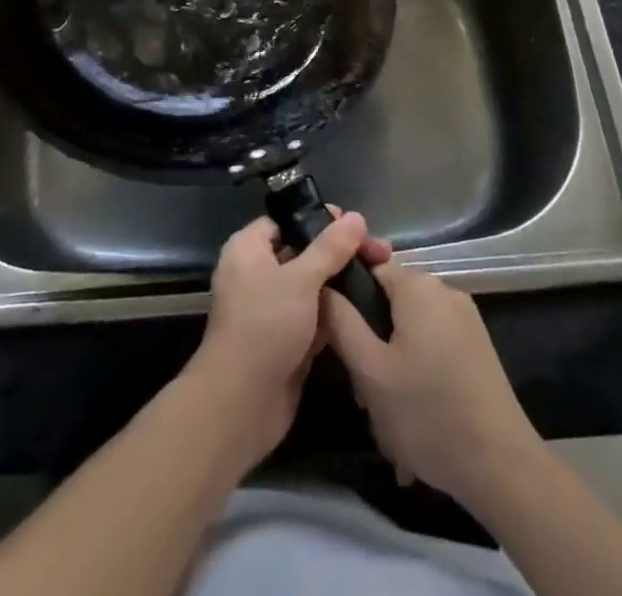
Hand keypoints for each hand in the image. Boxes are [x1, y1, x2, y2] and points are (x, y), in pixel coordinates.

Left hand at [184, 211, 390, 469]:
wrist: (241, 404)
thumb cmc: (265, 326)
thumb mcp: (301, 279)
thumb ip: (330, 248)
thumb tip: (356, 217)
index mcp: (248, 249)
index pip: (285, 221)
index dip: (317, 219)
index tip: (353, 224)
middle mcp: (257, 274)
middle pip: (302, 252)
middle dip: (338, 253)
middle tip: (377, 252)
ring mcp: (272, 309)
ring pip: (311, 287)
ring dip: (340, 284)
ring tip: (380, 276)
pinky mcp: (286, 340)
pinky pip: (314, 317)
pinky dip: (335, 314)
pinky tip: (368, 309)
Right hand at [322, 262, 540, 510]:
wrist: (502, 466)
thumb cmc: (427, 413)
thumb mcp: (370, 371)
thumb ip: (340, 322)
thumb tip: (322, 288)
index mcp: (417, 285)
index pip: (368, 270)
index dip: (348, 302)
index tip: (340, 343)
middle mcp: (444, 289)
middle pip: (390, 302)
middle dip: (372, 341)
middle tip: (364, 390)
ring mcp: (466, 319)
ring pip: (411, 328)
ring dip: (393, 362)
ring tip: (388, 413)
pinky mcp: (478, 347)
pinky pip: (434, 345)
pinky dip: (419, 371)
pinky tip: (415, 416)